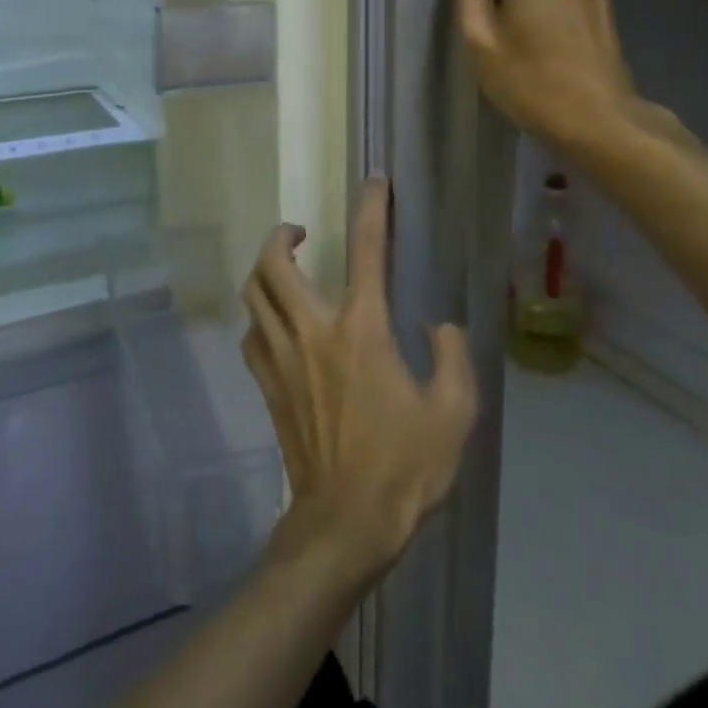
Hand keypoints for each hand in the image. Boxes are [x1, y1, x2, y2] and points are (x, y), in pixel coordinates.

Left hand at [240, 177, 478, 587]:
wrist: (345, 525)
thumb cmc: (405, 467)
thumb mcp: (454, 411)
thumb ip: (453, 356)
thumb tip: (438, 326)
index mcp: (362, 330)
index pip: (367, 251)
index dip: (372, 209)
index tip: (374, 182)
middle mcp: (313, 333)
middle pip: (274, 266)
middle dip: (282, 235)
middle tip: (301, 231)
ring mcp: (283, 361)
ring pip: (254, 297)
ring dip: (265, 271)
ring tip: (286, 268)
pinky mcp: (268, 389)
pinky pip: (252, 337)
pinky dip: (260, 317)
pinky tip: (277, 324)